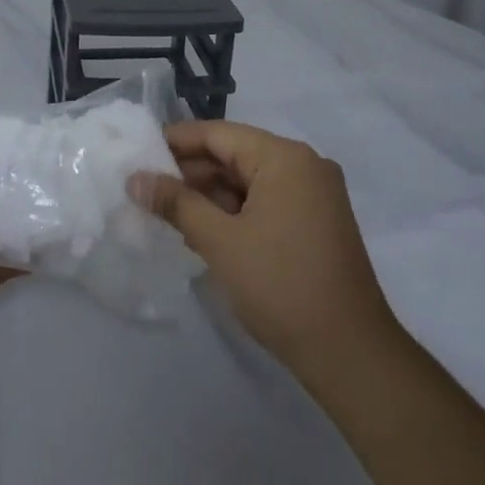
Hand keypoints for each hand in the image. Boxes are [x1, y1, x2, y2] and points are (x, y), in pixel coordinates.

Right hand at [133, 120, 401, 379]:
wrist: (349, 351)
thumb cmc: (280, 286)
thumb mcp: (220, 241)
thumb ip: (176, 203)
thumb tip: (135, 178)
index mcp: (285, 157)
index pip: (219, 134)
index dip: (176, 142)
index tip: (138, 154)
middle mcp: (304, 165)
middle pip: (236, 154)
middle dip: (191, 172)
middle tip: (147, 189)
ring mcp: (315, 194)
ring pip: (250, 180)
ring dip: (211, 194)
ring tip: (168, 212)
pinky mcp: (318, 222)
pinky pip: (267, 201)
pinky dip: (236, 211)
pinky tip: (204, 229)